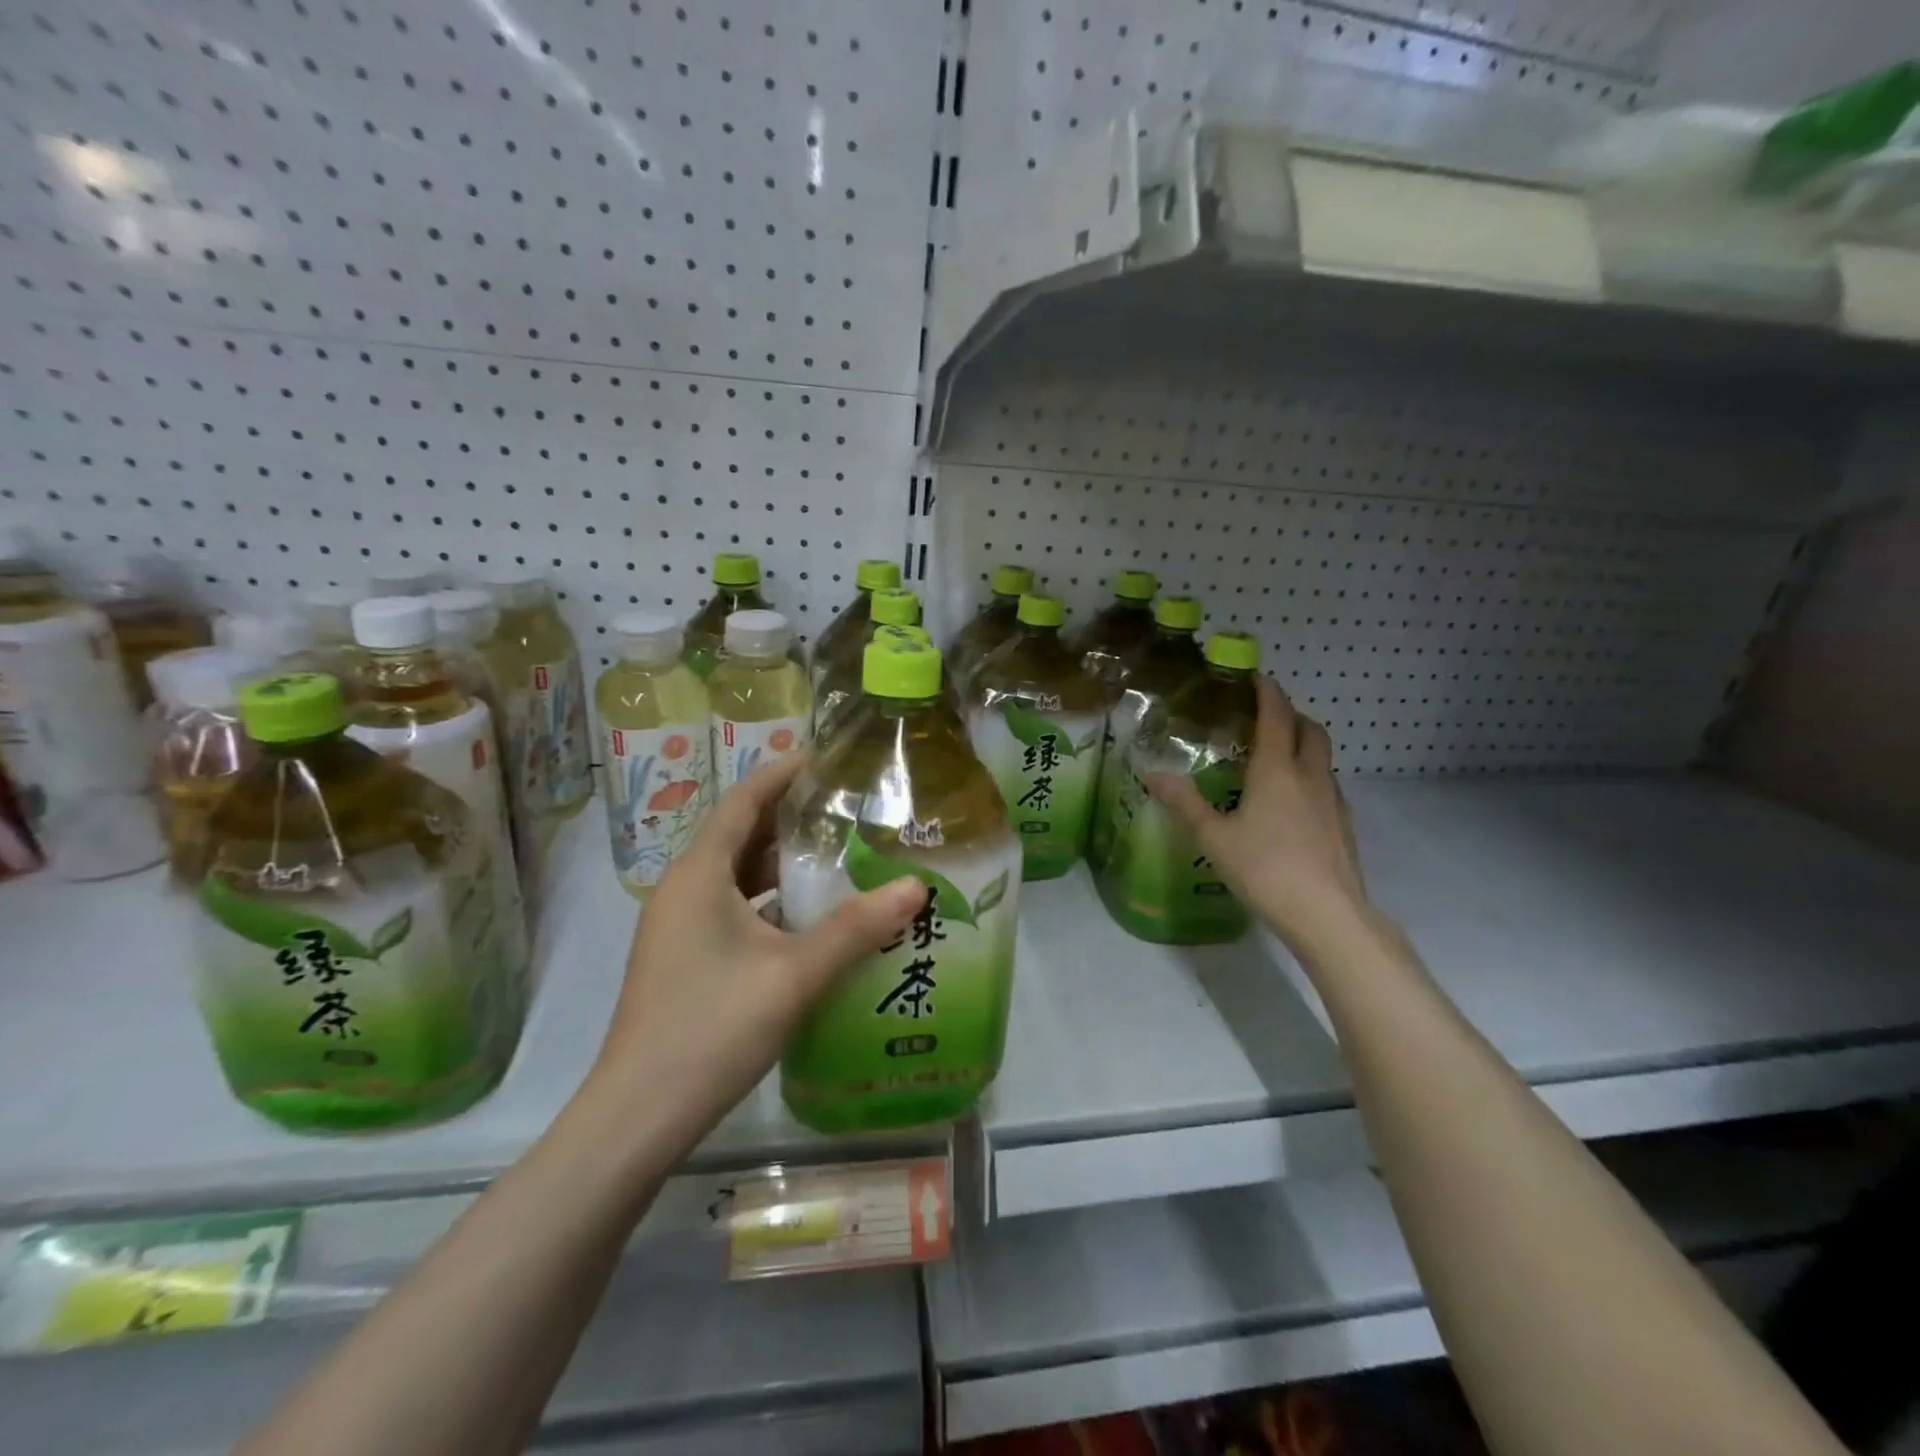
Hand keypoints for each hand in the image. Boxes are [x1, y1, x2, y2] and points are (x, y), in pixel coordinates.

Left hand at [591, 753, 926, 1153]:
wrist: (638, 1116)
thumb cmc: (711, 1028)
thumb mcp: (793, 974)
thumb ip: (856, 927)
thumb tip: (916, 887)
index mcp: (699, 874)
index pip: (744, 801)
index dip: (783, 774)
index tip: (827, 758)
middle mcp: (683, 890)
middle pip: (741, 835)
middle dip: (791, 818)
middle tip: (849, 808)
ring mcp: (679, 927)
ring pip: (737, 876)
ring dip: (782, 863)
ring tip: (839, 855)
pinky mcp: (685, 958)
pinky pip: (733, 909)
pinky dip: (770, 902)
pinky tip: (811, 918)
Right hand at [1149, 675, 1371, 958]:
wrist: (1327, 914)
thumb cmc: (1265, 869)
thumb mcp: (1214, 837)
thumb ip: (1184, 804)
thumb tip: (1152, 774)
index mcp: (1277, 770)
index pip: (1276, 716)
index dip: (1267, 692)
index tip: (1255, 677)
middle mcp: (1310, 776)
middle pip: (1310, 730)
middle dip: (1291, 714)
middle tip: (1266, 717)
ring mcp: (1333, 801)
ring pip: (1323, 758)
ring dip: (1304, 745)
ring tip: (1277, 758)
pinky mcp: (1344, 826)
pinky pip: (1328, 786)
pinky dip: (1311, 778)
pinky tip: (1294, 803)